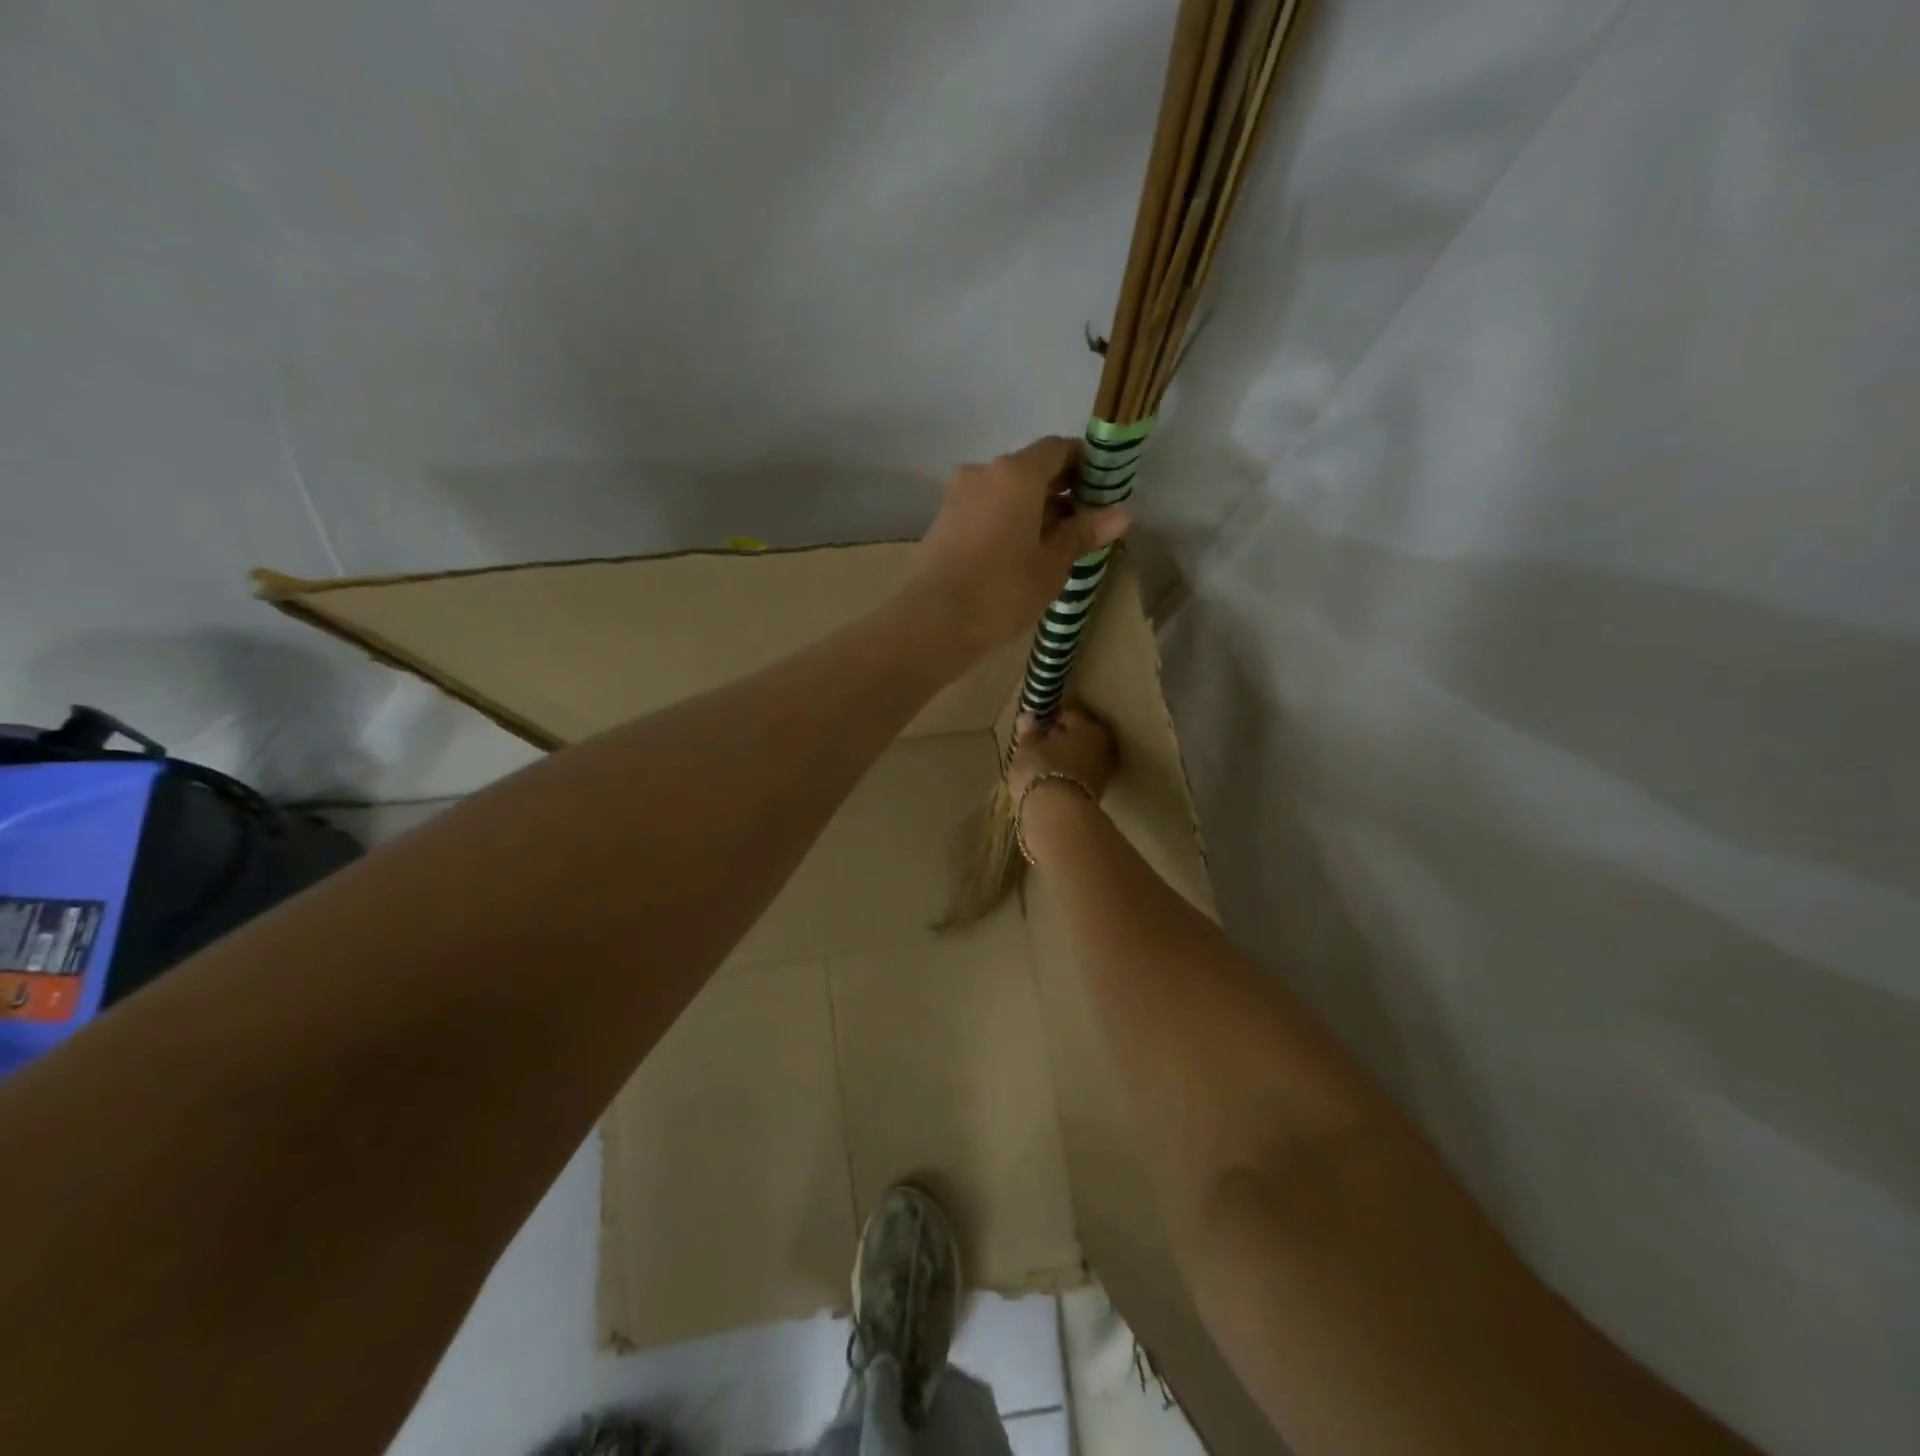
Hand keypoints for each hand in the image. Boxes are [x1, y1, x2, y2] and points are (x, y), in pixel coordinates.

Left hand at [907, 437, 1130, 658]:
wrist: (934, 621)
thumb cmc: (1003, 591)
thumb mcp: (1051, 565)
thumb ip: (1082, 534)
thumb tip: (1121, 514)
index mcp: (1017, 473)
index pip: (1057, 449)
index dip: (1084, 464)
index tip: (1101, 489)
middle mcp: (984, 472)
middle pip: (1030, 468)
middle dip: (1059, 489)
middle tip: (1083, 521)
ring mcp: (958, 495)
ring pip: (1005, 490)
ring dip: (1032, 507)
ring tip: (1054, 543)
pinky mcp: (943, 519)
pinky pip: (985, 508)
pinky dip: (1006, 519)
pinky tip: (1019, 551)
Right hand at [1008, 705, 1116, 801]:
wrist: (1059, 815)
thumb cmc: (1041, 771)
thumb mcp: (1027, 749)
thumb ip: (1029, 732)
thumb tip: (1029, 717)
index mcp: (1087, 727)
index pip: (1068, 714)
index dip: (1049, 716)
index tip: (1034, 723)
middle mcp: (1102, 746)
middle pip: (1079, 737)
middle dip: (1061, 739)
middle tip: (1038, 744)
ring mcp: (1103, 772)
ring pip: (1080, 758)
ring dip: (1065, 759)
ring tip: (1042, 765)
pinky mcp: (1098, 795)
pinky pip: (1079, 777)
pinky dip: (1067, 776)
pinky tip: (1051, 781)